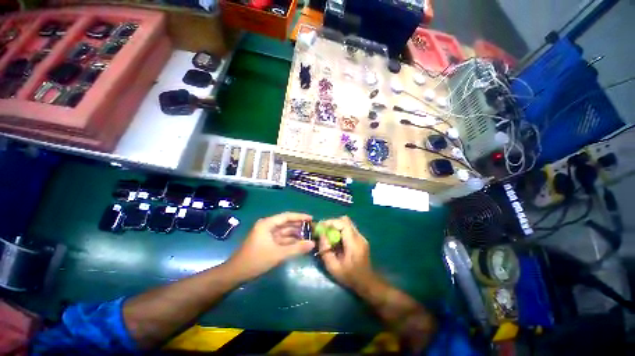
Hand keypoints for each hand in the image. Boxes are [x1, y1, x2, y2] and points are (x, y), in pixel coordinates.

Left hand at [226, 212, 314, 280]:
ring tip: (309, 236)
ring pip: (285, 232)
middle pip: (286, 223)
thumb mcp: (278, 254)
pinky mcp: (267, 242)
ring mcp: (267, 234)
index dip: (300, 217)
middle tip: (312, 228)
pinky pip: (282, 239)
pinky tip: (300, 244)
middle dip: (299, 226)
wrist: (236, 274)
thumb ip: (296, 248)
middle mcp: (268, 226)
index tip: (311, 218)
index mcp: (267, 224)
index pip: (287, 216)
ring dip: (296, 234)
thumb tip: (313, 244)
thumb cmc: (256, 260)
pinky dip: (290, 241)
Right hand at [317, 216, 376, 289]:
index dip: (331, 222)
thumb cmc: (350, 277)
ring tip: (328, 236)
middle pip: (345, 220)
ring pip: (346, 223)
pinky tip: (335, 241)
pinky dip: (340, 231)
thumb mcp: (334, 267)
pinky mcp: (360, 239)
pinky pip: (348, 229)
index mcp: (354, 243)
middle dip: (332, 223)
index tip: (321, 227)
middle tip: (323, 231)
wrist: (367, 283)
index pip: (343, 223)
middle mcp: (359, 237)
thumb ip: (326, 250)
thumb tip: (321, 235)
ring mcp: (361, 237)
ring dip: (336, 227)